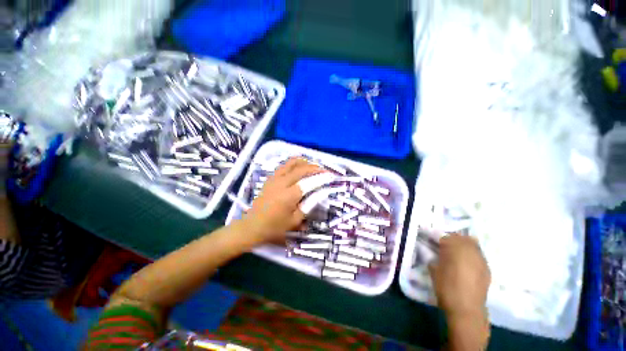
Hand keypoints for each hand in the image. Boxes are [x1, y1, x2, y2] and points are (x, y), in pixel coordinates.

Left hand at [242, 158, 324, 243]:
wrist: (252, 226)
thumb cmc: (275, 227)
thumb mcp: (295, 220)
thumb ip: (309, 205)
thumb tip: (321, 193)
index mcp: (289, 195)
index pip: (309, 181)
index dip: (321, 177)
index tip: (331, 176)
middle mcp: (282, 182)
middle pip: (301, 169)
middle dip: (315, 168)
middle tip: (324, 170)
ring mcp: (274, 178)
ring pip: (291, 163)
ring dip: (304, 162)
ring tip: (313, 165)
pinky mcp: (270, 178)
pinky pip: (284, 165)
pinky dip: (294, 163)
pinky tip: (299, 166)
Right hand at [429, 234, 490, 319]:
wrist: (466, 309)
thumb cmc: (446, 287)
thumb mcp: (434, 269)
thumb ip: (435, 257)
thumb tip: (436, 253)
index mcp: (454, 248)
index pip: (447, 236)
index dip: (440, 239)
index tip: (436, 244)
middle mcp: (470, 250)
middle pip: (462, 237)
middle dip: (453, 240)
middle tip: (446, 247)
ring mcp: (481, 259)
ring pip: (473, 244)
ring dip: (464, 246)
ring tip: (458, 254)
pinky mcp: (487, 269)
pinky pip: (479, 255)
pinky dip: (472, 255)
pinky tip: (467, 264)